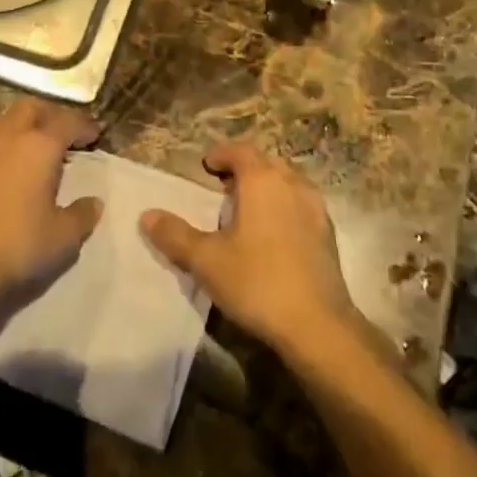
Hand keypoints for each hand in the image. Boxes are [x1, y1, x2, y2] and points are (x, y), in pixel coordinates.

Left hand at [0, 99, 102, 334]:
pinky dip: (5, 142)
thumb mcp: (63, 237)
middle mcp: (9, 137)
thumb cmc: (18, 246)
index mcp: (39, 146)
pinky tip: (9, 165)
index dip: (84, 126)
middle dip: (52, 114)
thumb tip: (94, 202)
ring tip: (36, 145)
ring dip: (25, 124)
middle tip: (66, 132)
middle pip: (32, 108)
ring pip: (5, 119)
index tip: (95, 135)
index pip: (67, 122)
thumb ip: (82, 215)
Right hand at [140, 142, 357, 352]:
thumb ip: (175, 235)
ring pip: (287, 183)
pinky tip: (273, 235)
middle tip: (222, 188)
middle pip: (266, 163)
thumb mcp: (206, 260)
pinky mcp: (328, 234)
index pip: (240, 151)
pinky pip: (301, 205)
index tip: (206, 166)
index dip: (221, 155)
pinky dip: (284, 207)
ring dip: (266, 187)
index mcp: (262, 180)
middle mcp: (292, 184)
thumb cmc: (257, 282)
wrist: (317, 325)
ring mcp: (315, 208)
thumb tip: (147, 215)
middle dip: (244, 169)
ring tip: (247, 211)